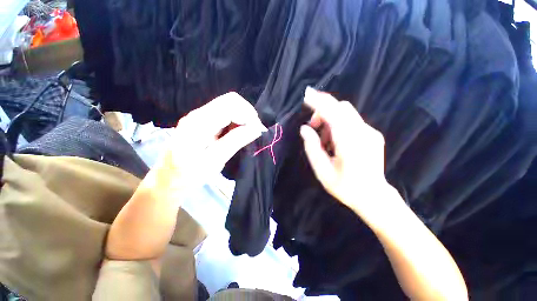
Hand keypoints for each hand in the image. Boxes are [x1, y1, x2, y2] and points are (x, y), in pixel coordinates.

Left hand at [147, 92, 266, 201]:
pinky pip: (225, 114)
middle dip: (247, 114)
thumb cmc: (189, 174)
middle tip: (254, 132)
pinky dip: (236, 122)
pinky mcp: (203, 121)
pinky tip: (237, 134)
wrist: (169, 178)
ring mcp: (200, 116)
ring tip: (246, 135)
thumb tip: (257, 129)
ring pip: (229, 106)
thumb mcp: (215, 160)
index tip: (257, 131)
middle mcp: (199, 114)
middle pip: (231, 100)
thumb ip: (236, 141)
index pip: (230, 104)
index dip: (248, 115)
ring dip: (242, 118)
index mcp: (199, 122)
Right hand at [300, 87, 391, 214]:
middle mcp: (363, 132)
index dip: (318, 102)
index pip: (333, 113)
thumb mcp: (322, 171)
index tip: (306, 96)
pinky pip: (351, 120)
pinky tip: (335, 141)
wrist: (373, 196)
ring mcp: (370, 132)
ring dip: (330, 119)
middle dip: (323, 111)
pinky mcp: (372, 134)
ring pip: (346, 113)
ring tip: (324, 140)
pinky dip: (338, 124)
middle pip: (341, 107)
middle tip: (313, 127)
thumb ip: (312, 148)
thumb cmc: (345, 187)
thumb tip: (304, 129)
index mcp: (350, 142)